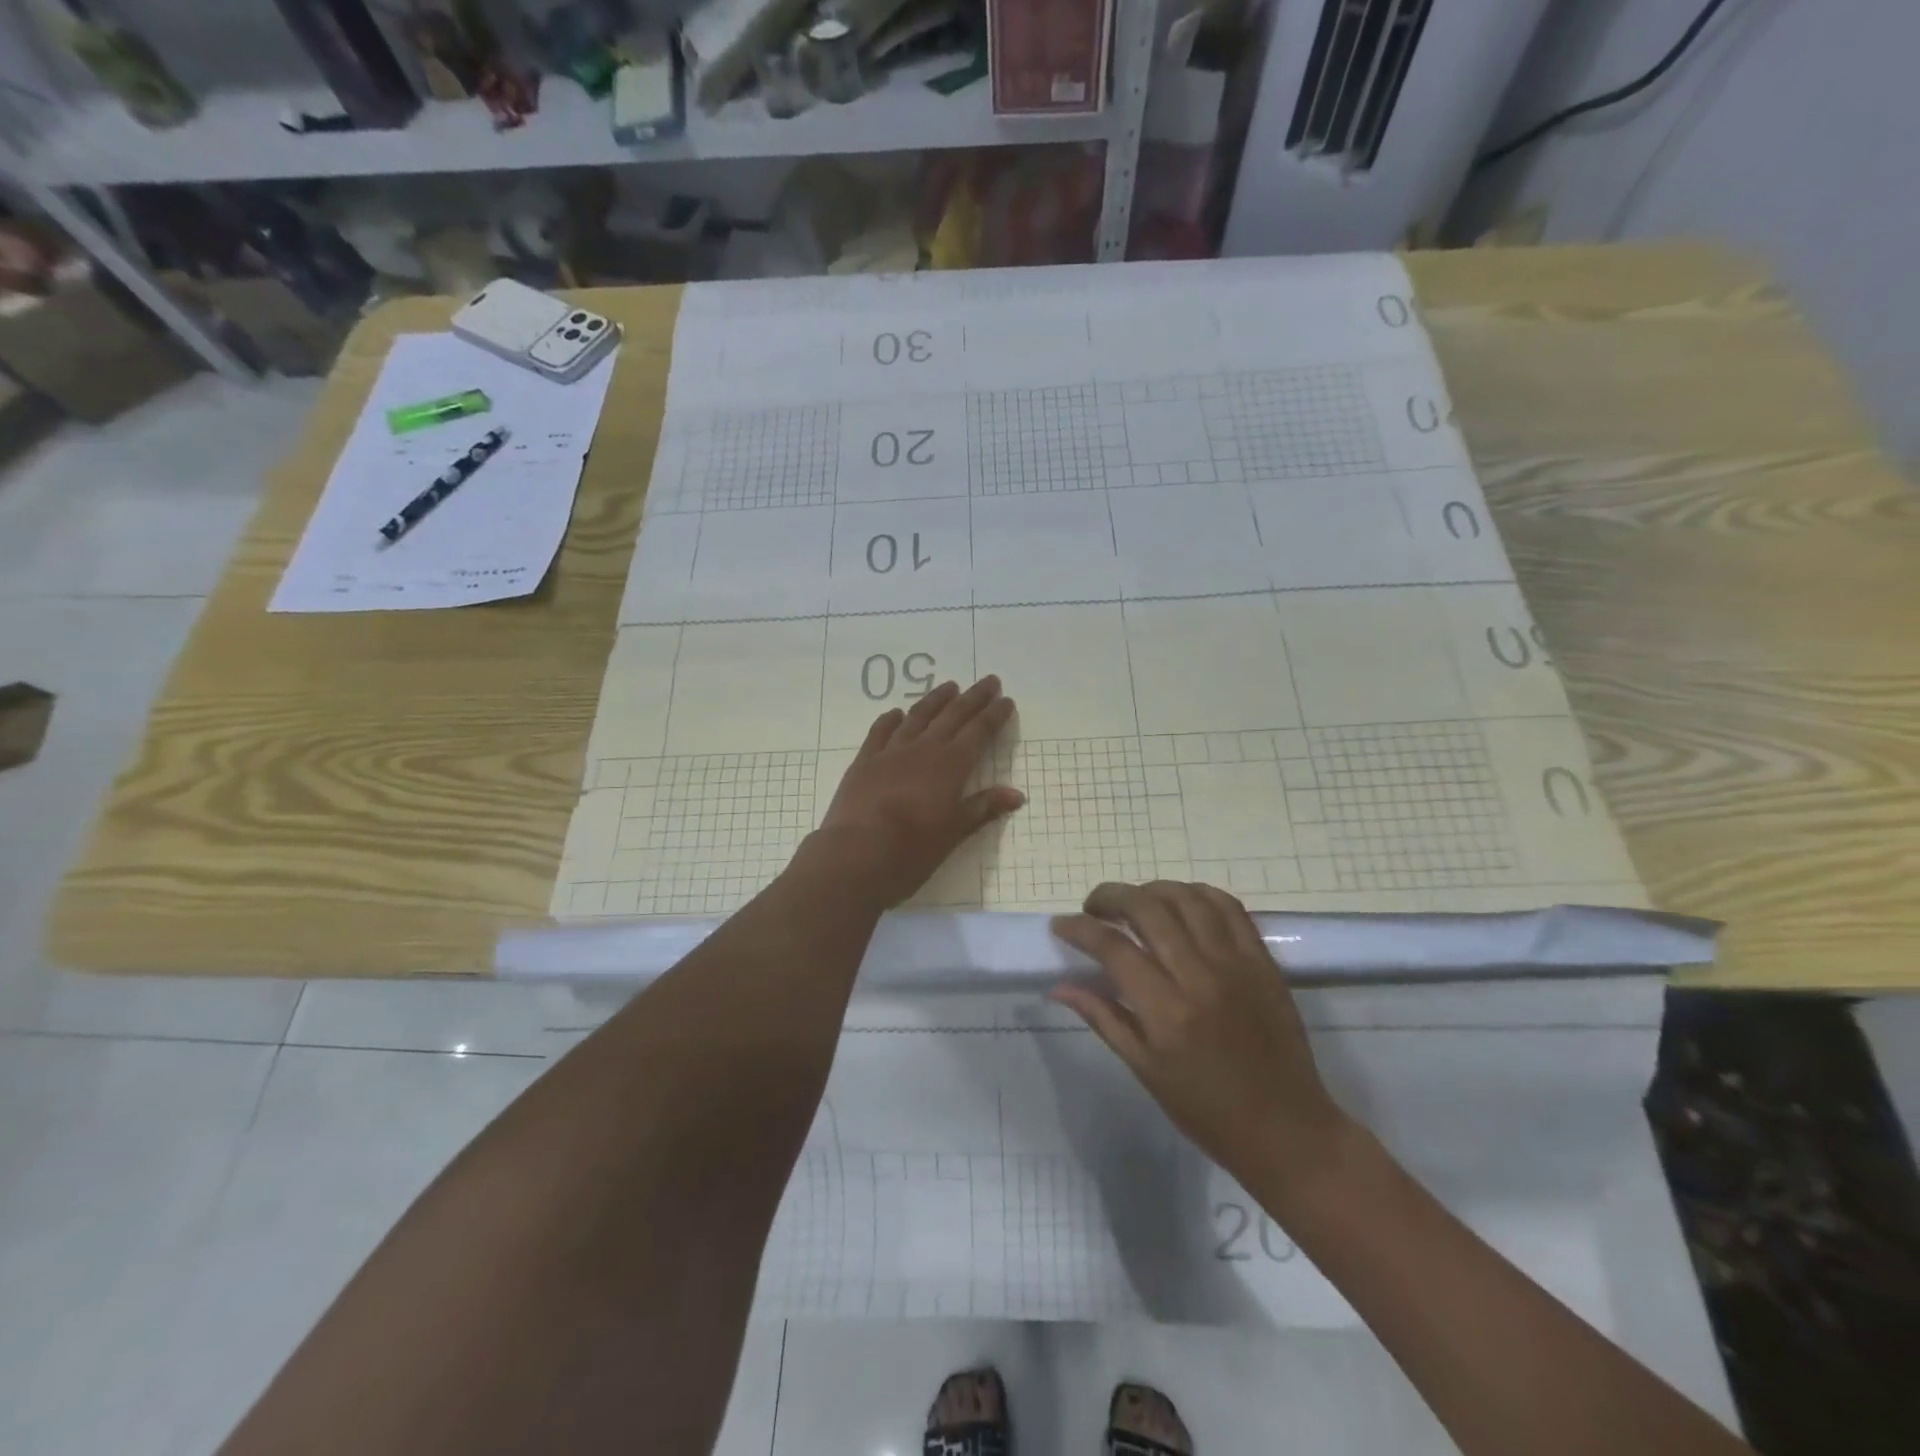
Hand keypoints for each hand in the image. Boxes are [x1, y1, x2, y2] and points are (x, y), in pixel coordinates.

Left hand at [815, 676, 1024, 908]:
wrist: (856, 855)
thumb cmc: (912, 850)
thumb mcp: (954, 833)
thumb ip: (983, 808)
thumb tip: (1016, 794)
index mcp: (951, 766)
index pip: (979, 732)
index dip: (994, 715)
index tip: (1006, 700)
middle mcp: (924, 749)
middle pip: (953, 716)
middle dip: (973, 698)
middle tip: (989, 681)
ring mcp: (891, 752)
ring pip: (918, 716)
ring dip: (936, 699)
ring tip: (949, 686)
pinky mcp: (865, 761)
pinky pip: (880, 731)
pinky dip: (891, 719)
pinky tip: (896, 713)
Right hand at [1050, 881, 1350, 1196]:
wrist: (1286, 1128)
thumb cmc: (1206, 1110)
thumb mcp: (1145, 1070)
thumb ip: (1103, 1018)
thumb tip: (1060, 986)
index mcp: (1166, 1011)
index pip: (1113, 948)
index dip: (1080, 928)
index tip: (1062, 925)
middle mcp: (1199, 976)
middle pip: (1147, 908)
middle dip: (1110, 896)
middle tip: (1094, 907)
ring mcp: (1235, 963)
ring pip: (1186, 898)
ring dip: (1151, 890)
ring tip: (1134, 903)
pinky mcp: (1262, 960)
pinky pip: (1229, 907)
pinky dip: (1197, 894)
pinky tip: (1180, 902)